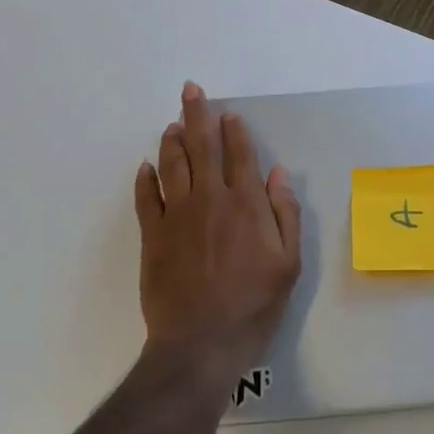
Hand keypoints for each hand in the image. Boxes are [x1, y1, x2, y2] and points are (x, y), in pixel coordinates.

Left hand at [134, 82, 302, 382]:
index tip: (229, 114)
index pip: (240, 155)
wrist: (201, 343)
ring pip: (172, 165)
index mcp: (246, 204)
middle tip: (191, 90)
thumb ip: (285, 214)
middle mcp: (210, 200)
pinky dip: (145, 179)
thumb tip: (278, 174)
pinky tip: (145, 167)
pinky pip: (145, 199)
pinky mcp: (152, 236)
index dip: (235, 131)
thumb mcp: (288, 263)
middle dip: (198, 115)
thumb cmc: (254, 304)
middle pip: (202, 147)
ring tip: (173, 123)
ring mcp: (177, 216)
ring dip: (172, 140)